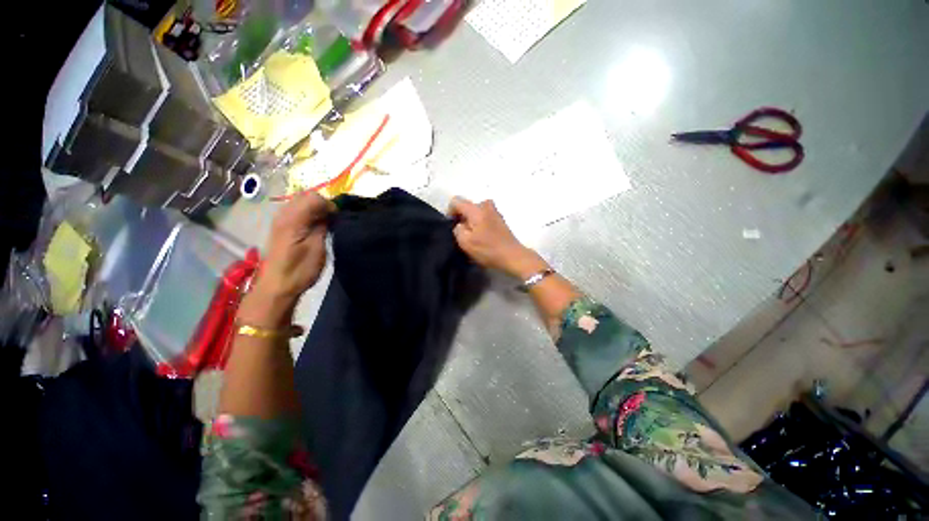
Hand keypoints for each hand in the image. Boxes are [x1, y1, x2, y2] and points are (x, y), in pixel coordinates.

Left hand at [253, 191, 331, 303]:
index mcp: (293, 220)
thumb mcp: (317, 248)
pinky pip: (296, 210)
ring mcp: (279, 220)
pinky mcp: (280, 227)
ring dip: (315, 209)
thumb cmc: (300, 269)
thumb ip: (322, 226)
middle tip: (333, 220)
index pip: (314, 198)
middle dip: (322, 204)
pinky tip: (314, 227)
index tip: (338, 219)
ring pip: (300, 202)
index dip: (330, 205)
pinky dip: (308, 213)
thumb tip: (329, 214)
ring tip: (325, 224)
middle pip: (306, 196)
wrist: (277, 286)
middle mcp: (283, 215)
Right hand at [448, 197, 546, 277]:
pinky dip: (480, 223)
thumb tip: (460, 224)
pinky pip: (484, 216)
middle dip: (462, 217)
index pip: (456, 201)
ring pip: (476, 211)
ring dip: (471, 221)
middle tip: (461, 232)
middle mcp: (486, 205)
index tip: (451, 225)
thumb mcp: (465, 242)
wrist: (512, 256)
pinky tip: (481, 237)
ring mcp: (495, 211)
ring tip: (471, 236)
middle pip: (467, 206)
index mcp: (476, 209)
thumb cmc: (488, 249)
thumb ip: (457, 229)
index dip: (450, 212)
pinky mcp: (500, 219)